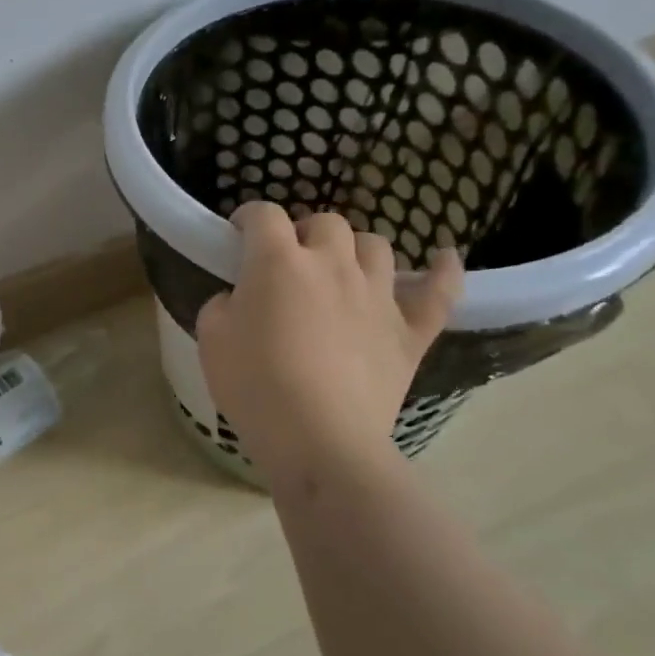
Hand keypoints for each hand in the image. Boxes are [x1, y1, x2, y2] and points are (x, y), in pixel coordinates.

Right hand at [196, 202, 462, 486]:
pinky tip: (443, 258)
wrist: (319, 439)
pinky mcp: (410, 331)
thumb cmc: (254, 386)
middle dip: (303, 232)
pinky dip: (442, 272)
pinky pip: (437, 291)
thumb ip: (223, 304)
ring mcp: (378, 295)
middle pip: (325, 223)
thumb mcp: (211, 339)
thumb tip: (241, 298)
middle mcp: (332, 264)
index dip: (248, 218)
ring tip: (340, 270)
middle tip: (287, 261)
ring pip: (375, 246)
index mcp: (278, 262)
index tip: (237, 235)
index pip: (264, 216)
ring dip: (354, 250)